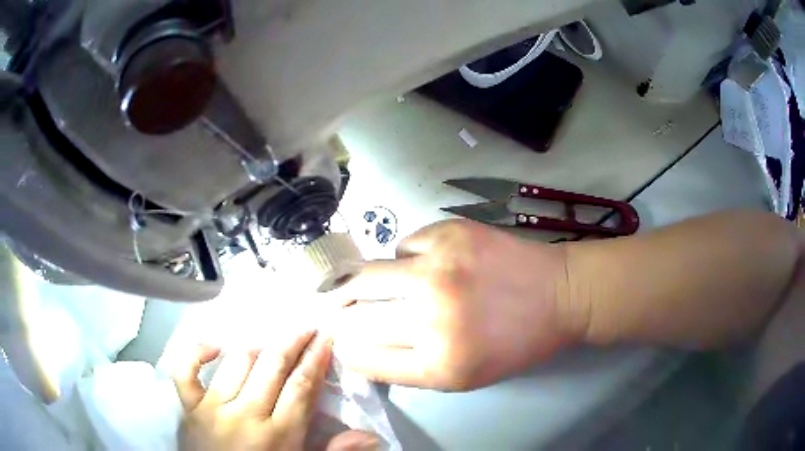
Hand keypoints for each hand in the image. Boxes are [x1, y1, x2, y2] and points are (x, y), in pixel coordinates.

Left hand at [172, 333, 378, 450]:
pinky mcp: (189, 406)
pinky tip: (214, 348)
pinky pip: (185, 370)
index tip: (325, 336)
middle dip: (293, 342)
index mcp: (277, 435)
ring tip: (270, 343)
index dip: (315, 358)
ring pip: (236, 362)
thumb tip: (371, 436)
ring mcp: (212, 408)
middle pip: (272, 366)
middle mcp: (244, 415)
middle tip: (305, 328)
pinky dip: (197, 352)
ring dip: (257, 347)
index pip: (301, 386)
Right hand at [331, 220, 584, 390]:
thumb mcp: (462, 377)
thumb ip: (406, 368)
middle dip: (343, 318)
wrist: (559, 294)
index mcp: (438, 365)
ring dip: (360, 285)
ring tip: (363, 287)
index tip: (343, 342)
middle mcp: (432, 318)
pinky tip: (423, 265)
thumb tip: (357, 348)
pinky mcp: (449, 234)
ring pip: (364, 276)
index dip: (346, 351)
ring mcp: (439, 269)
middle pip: (354, 318)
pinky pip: (402, 247)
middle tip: (343, 313)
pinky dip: (404, 259)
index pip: (361, 360)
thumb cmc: (515, 343)